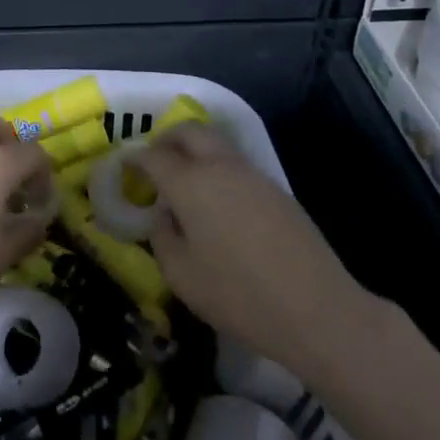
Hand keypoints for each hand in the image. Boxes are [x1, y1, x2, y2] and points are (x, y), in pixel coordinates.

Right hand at [139, 122, 378, 382]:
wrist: (316, 307)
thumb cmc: (238, 294)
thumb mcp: (182, 276)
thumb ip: (162, 238)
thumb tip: (164, 216)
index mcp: (190, 182)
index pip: (153, 155)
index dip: (134, 158)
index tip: (123, 167)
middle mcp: (220, 166)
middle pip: (189, 131)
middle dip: (166, 139)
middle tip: (154, 161)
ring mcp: (252, 174)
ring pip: (216, 143)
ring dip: (194, 151)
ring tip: (184, 182)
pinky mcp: (276, 189)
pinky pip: (236, 164)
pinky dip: (217, 168)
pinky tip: (217, 202)